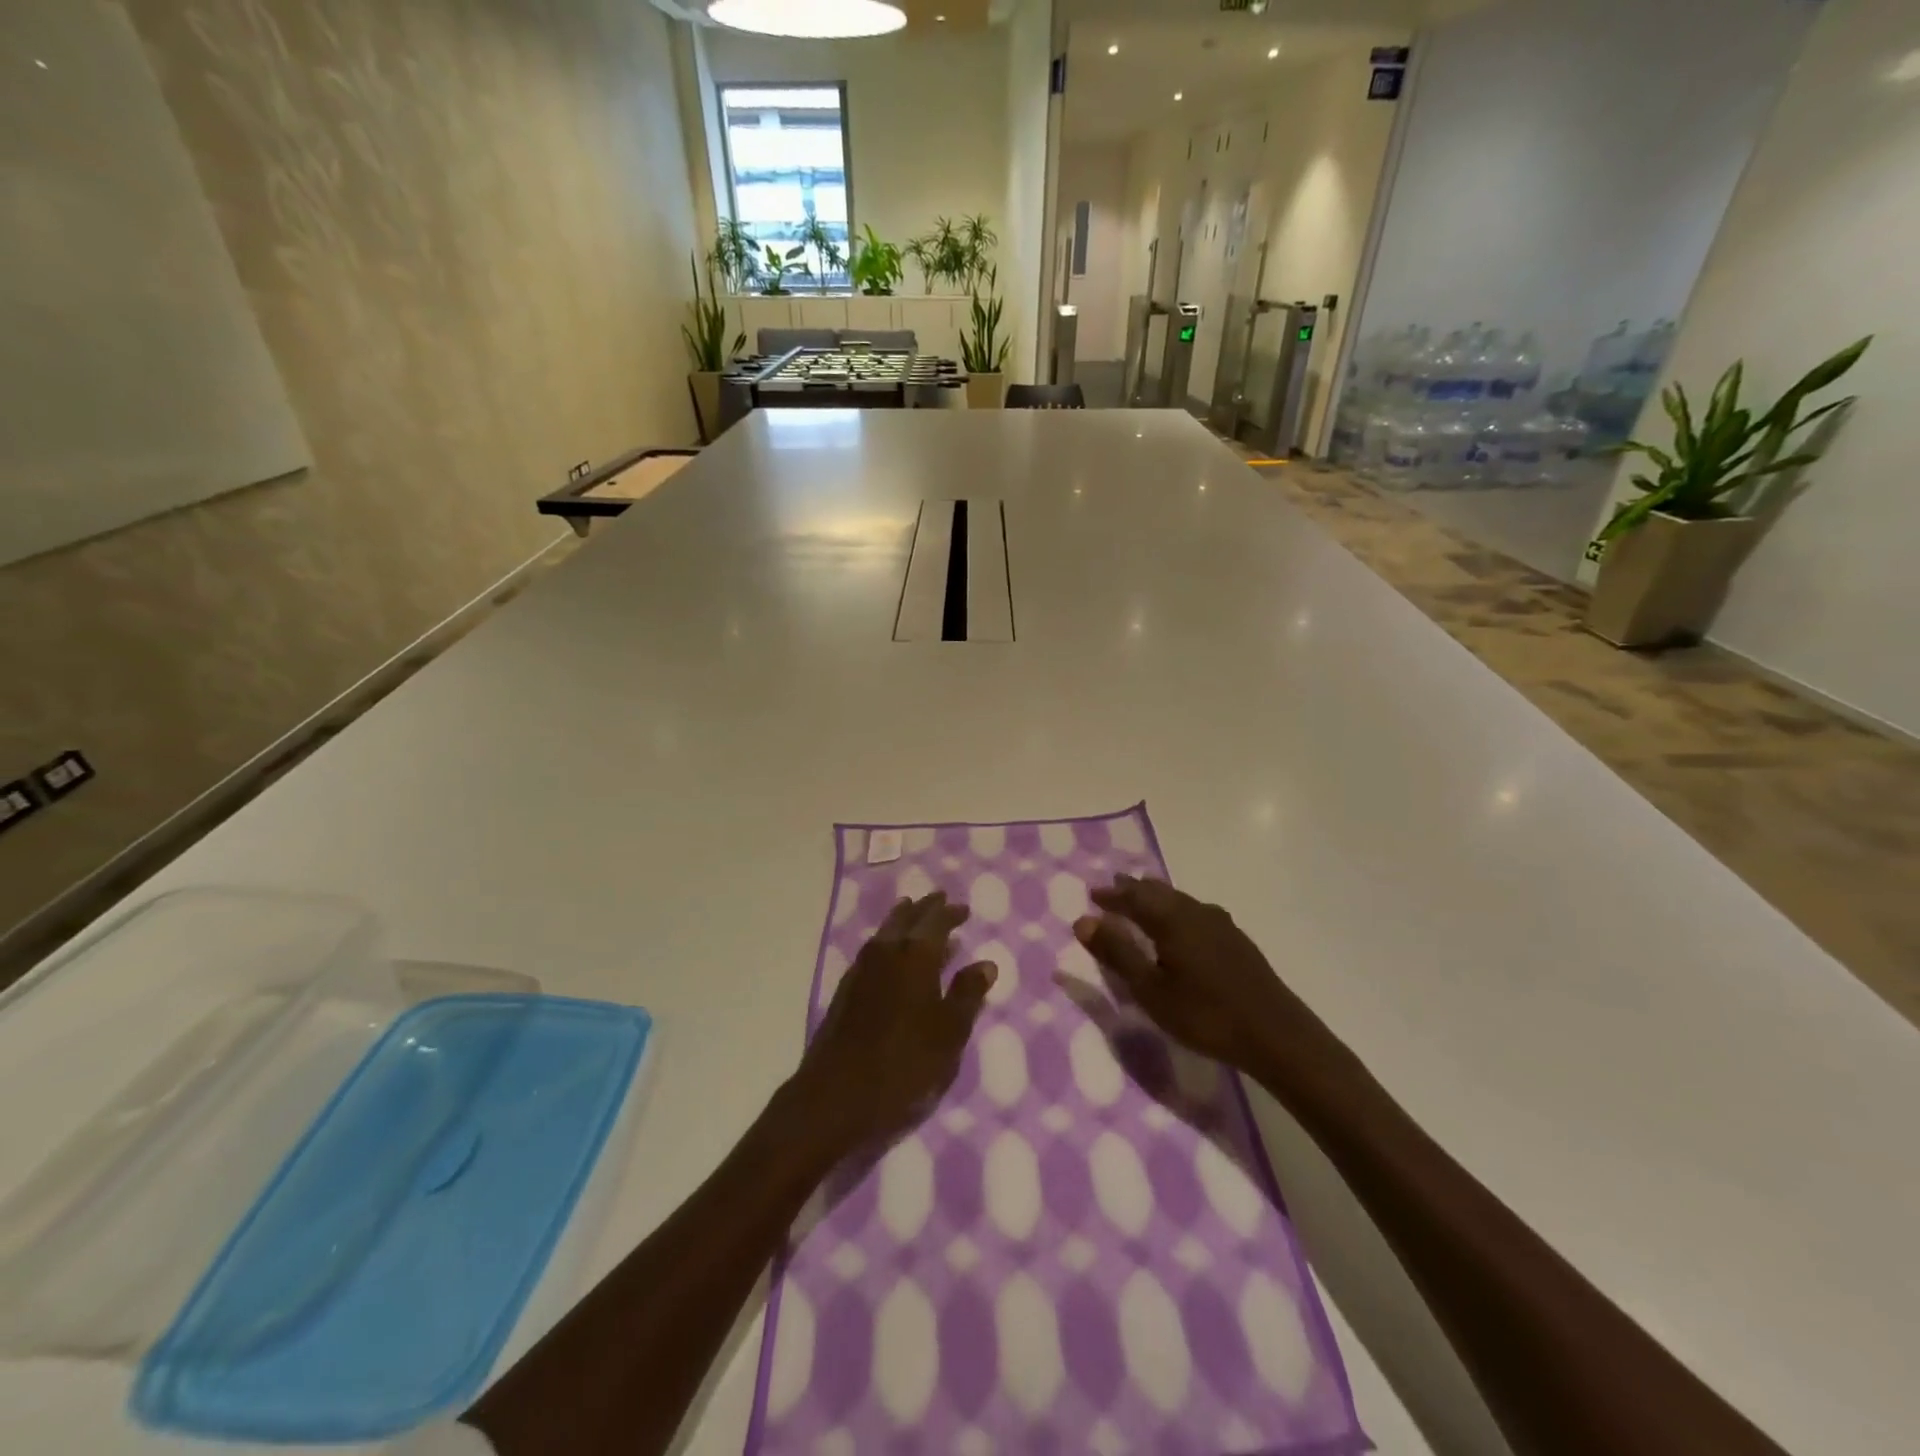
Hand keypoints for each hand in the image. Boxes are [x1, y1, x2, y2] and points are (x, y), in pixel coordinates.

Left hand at [789, 892, 994, 1159]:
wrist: (836, 1096)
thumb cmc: (904, 1065)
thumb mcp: (949, 1034)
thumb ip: (967, 995)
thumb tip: (985, 963)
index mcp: (915, 956)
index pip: (936, 922)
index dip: (950, 913)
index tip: (964, 908)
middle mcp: (886, 952)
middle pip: (906, 919)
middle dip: (925, 908)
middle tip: (940, 899)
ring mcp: (861, 969)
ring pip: (885, 931)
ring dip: (902, 920)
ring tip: (913, 914)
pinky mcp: (846, 989)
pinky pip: (872, 949)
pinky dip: (887, 941)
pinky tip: (890, 954)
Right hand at [1073, 875, 1323, 1074]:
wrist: (1276, 1035)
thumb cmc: (1204, 1014)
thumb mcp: (1150, 990)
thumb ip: (1117, 953)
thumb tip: (1083, 920)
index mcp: (1171, 919)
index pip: (1134, 897)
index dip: (1112, 895)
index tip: (1093, 895)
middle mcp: (1195, 912)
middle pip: (1159, 892)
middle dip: (1134, 890)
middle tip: (1115, 887)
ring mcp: (1221, 924)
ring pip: (1181, 900)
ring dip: (1157, 898)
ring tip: (1144, 900)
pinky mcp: (1237, 941)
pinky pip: (1197, 912)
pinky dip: (1178, 911)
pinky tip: (1184, 926)